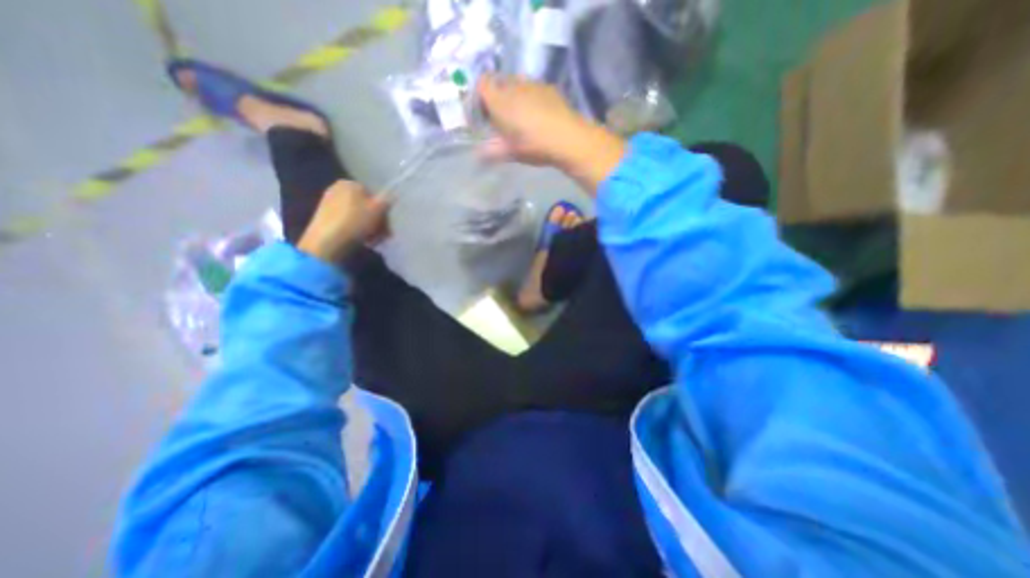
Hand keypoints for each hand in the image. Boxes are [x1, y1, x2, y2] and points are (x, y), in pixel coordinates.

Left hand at [300, 177, 391, 260]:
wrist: (327, 241)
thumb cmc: (355, 222)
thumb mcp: (378, 210)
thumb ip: (387, 201)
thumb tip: (392, 196)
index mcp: (351, 184)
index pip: (375, 197)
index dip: (384, 212)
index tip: (389, 226)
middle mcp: (338, 190)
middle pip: (366, 207)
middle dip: (377, 222)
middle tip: (383, 236)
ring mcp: (329, 204)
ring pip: (359, 216)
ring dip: (369, 229)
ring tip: (373, 241)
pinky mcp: (325, 219)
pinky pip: (348, 223)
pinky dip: (357, 231)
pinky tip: (362, 241)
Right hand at [476, 75, 627, 190]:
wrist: (568, 137)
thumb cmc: (534, 145)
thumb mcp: (510, 152)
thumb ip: (492, 151)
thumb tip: (478, 155)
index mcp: (500, 100)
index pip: (481, 85)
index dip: (479, 97)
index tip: (483, 114)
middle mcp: (514, 86)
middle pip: (498, 83)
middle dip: (496, 97)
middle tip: (501, 118)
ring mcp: (532, 83)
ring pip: (516, 83)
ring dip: (513, 96)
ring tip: (521, 116)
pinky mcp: (548, 87)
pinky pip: (532, 87)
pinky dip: (529, 97)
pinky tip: (538, 114)